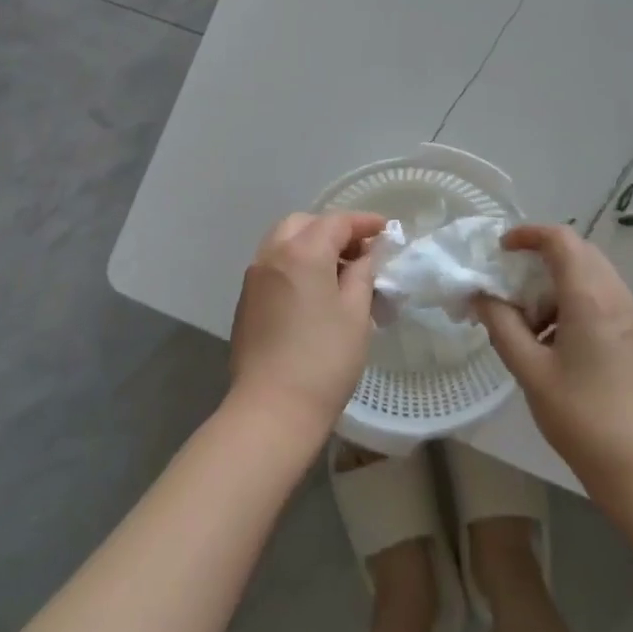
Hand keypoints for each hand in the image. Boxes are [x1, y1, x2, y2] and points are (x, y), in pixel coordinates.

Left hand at [228, 211, 384, 444]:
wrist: (271, 409)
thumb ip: (363, 273)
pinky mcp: (246, 300)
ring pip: (284, 241)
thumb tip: (368, 254)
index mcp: (302, 252)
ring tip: (339, 270)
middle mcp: (272, 254)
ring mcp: (254, 277)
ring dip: (311, 244)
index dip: (364, 222)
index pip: (336, 221)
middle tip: (360, 251)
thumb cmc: (324, 359)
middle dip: (333, 229)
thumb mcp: (355, 313)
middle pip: (304, 224)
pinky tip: (313, 290)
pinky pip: (273, 264)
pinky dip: (294, 263)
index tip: (386, 230)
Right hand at [475, 224, 632, 502]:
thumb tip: (481, 296)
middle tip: (512, 288)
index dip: (528, 234)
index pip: (561, 240)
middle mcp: (619, 298)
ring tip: (533, 325)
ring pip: (594, 278)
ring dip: (559, 285)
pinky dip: (578, 305)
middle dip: (542, 260)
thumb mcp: (531, 373)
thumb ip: (502, 326)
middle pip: (580, 254)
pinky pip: (607, 302)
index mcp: (591, 299)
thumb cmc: (585, 420)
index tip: (501, 249)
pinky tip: (561, 346)